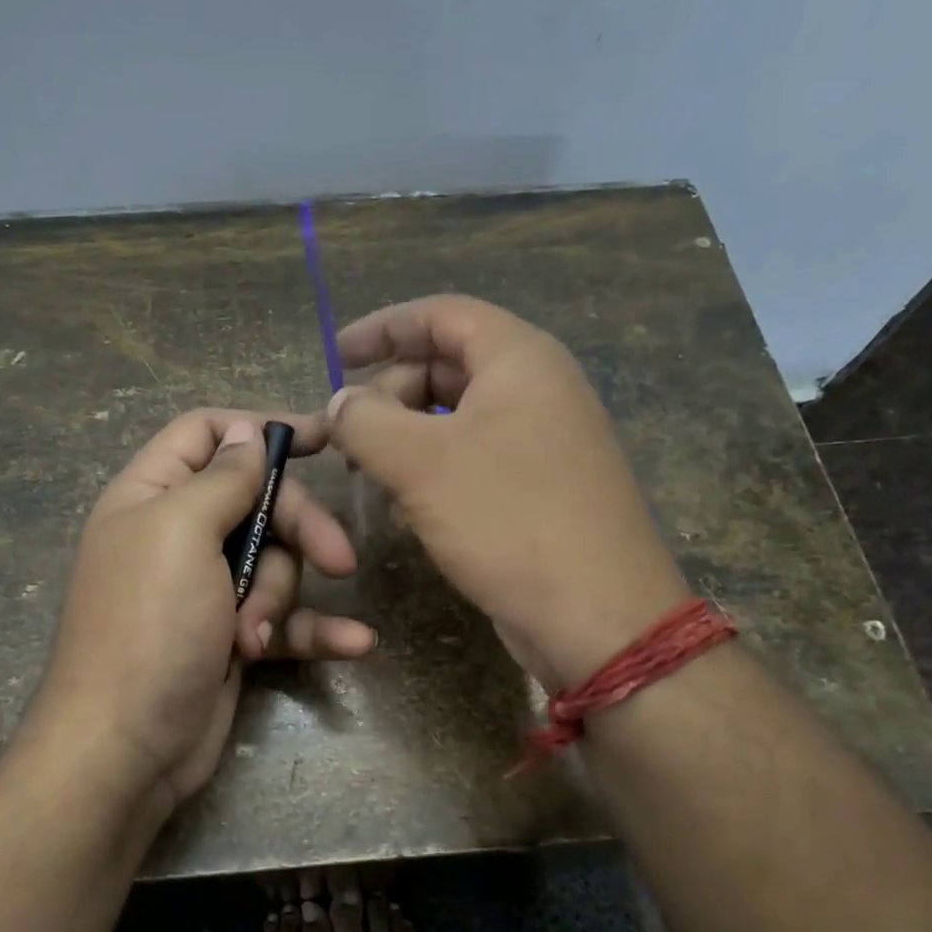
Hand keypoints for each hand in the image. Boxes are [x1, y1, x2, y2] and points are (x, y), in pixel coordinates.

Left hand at [31, 409, 375, 808]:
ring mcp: (207, 589)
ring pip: (276, 563)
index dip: (260, 427)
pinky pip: (286, 619)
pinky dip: (316, 630)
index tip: (322, 438)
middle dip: (299, 528)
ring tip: (255, 637)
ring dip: (280, 598)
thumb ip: (222, 478)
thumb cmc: (148, 625)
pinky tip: (357, 644)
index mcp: (152, 495)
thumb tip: (247, 433)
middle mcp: (178, 535)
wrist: (125, 747)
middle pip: (260, 501)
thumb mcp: (180, 532)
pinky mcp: (232, 637)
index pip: (207, 434)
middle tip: (339, 560)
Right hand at [327, 294, 688, 689]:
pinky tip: (406, 514)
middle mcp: (537, 390)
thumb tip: (340, 403)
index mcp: (519, 360)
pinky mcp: (538, 489)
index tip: (335, 354)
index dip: (383, 327)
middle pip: (446, 366)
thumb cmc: (508, 519)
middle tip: (348, 435)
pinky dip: (432, 475)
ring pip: (454, 420)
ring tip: (369, 477)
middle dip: (389, 394)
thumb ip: (365, 420)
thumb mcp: (420, 463)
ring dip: (405, 441)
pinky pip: (472, 462)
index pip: (441, 314)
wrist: (596, 616)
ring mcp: (542, 442)